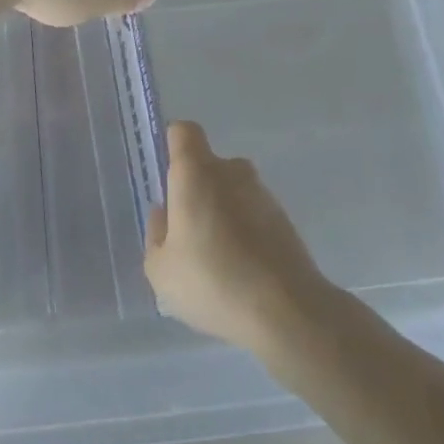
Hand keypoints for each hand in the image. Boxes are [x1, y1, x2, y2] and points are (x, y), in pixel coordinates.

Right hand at [144, 121, 332, 354]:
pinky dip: (244, 232)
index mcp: (196, 172)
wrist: (287, 311)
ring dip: (221, 213)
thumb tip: (165, 213)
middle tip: (186, 232)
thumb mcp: (160, 269)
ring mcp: (263, 194)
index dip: (172, 146)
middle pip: (208, 165)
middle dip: (196, 189)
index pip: (184, 132)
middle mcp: (231, 171)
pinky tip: (239, 271)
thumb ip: (156, 234)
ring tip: (214, 260)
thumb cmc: (212, 281)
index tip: (166, 178)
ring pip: (232, 191)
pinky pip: (253, 215)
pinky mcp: (285, 220)